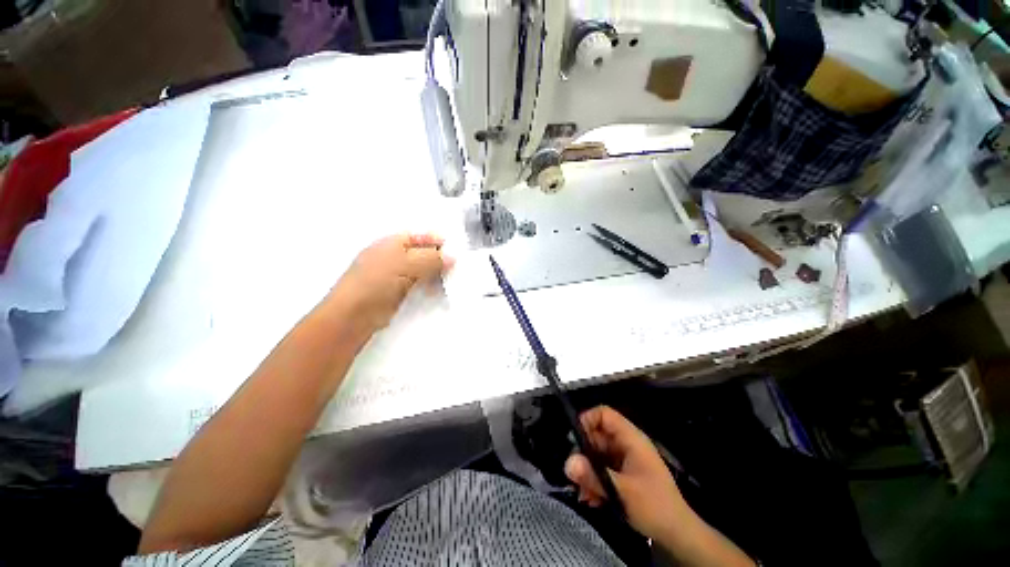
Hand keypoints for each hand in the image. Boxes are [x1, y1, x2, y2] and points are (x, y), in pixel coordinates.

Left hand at [327, 233, 452, 332]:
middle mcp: (393, 256)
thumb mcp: (407, 264)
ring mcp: (394, 275)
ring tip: (450, 280)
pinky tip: (437, 290)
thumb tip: (452, 258)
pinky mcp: (396, 292)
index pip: (419, 236)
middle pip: (421, 253)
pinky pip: (418, 284)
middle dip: (438, 259)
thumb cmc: (377, 282)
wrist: (353, 315)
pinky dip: (429, 285)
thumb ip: (431, 259)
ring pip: (421, 269)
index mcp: (392, 243)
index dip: (436, 241)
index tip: (455, 251)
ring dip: (435, 273)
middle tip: (455, 268)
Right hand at [564, 406, 688, 542]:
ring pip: (596, 454)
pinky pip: (601, 469)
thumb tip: (567, 463)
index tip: (573, 439)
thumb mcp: (622, 492)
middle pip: (596, 435)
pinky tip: (592, 500)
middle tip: (574, 473)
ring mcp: (624, 459)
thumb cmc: (654, 506)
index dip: (587, 420)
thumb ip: (593, 476)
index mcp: (631, 438)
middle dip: (583, 454)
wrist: (678, 535)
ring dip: (587, 472)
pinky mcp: (622, 474)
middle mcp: (626, 444)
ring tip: (583, 492)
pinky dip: (594, 481)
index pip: (604, 414)